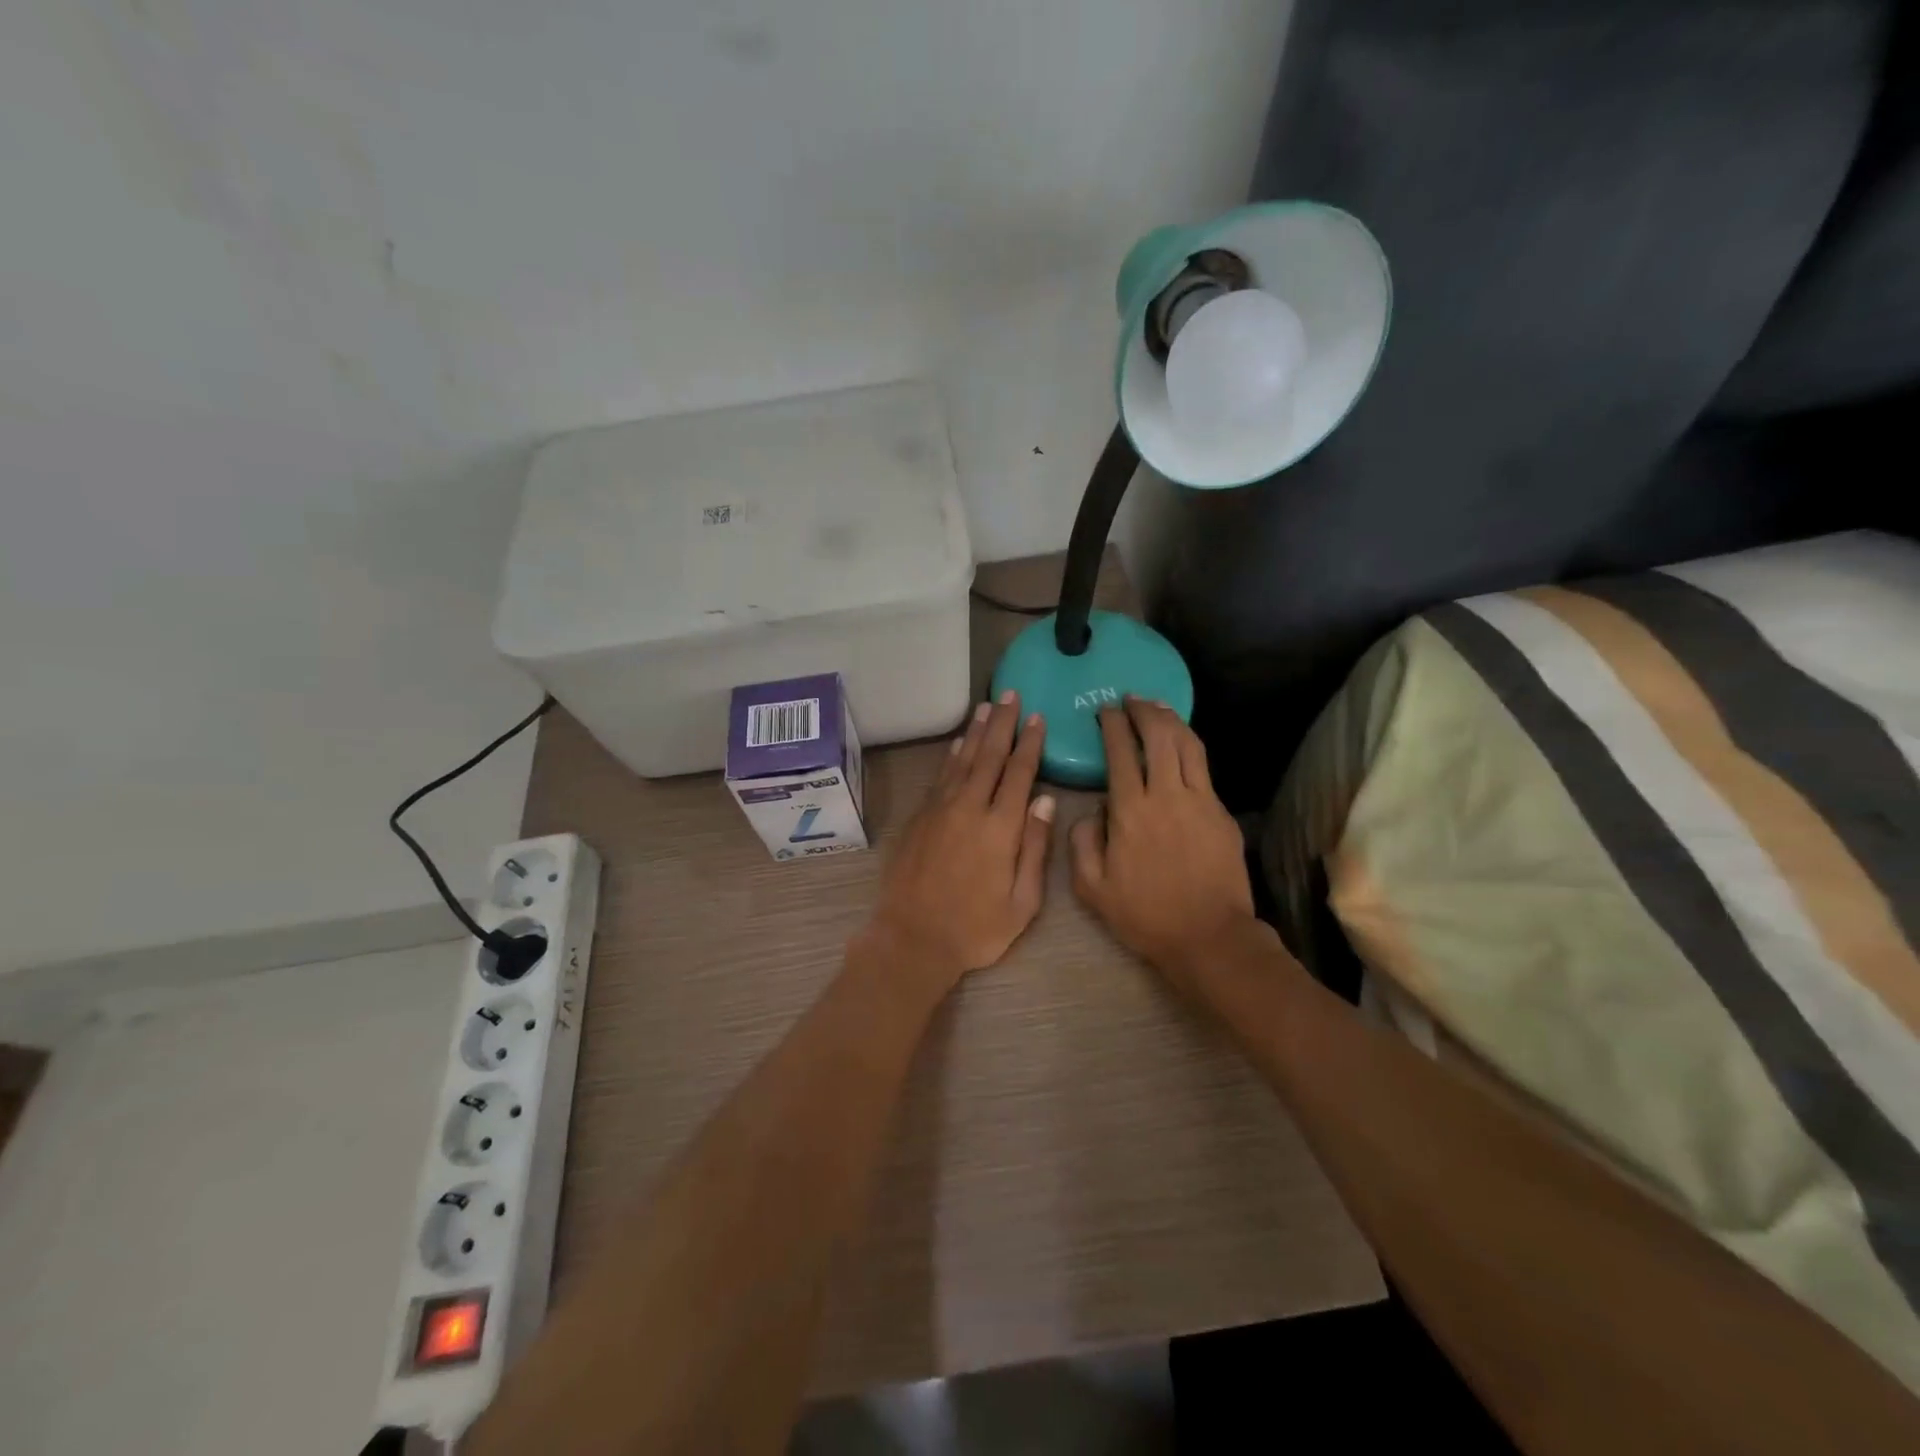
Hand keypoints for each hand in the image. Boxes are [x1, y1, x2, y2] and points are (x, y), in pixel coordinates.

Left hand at [859, 691, 1055, 996]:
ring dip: (976, 731)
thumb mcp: (1023, 902)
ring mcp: (940, 810)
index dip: (1029, 743)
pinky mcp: (919, 817)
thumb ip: (1035, 847)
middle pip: (989, 755)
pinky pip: (940, 776)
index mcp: (1000, 827)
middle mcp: (969, 808)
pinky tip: (958, 743)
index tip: (1037, 717)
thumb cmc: (976, 929)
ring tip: (986, 706)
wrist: (912, 939)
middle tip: (1011, 694)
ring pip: (962, 759)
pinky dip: (952, 755)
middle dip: (1002, 723)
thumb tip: (1044, 799)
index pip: (1019, 773)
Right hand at [1071, 698, 1253, 985]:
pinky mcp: (1221, 812)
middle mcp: (1166, 794)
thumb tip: (1093, 810)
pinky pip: (1204, 767)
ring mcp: (1200, 800)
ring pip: (1187, 744)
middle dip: (1143, 710)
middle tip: (1132, 699)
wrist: (1209, 937)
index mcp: (1130, 810)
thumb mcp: (1092, 887)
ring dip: (1171, 719)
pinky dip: (1190, 746)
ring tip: (1158, 708)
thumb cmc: (1145, 915)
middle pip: (1158, 735)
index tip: (1106, 711)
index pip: (1120, 751)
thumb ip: (1082, 841)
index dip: (1112, 725)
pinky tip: (1182, 745)